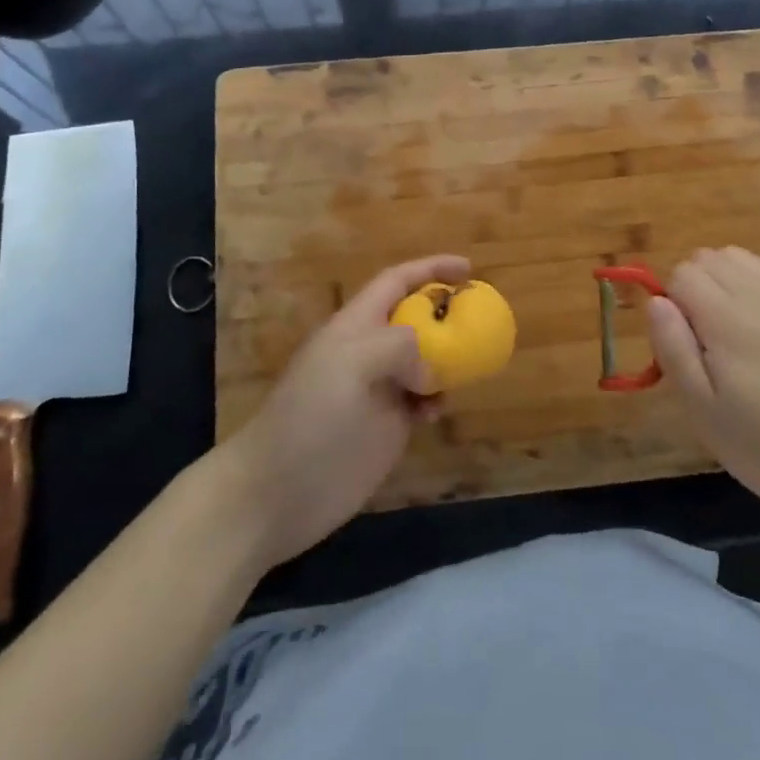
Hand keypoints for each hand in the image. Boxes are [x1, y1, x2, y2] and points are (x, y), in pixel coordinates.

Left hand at [215, 254, 467, 570]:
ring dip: (448, 359)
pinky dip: (438, 398)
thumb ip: (399, 346)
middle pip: (414, 319)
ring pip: (424, 361)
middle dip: (445, 313)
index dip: (431, 269)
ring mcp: (379, 390)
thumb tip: (429, 369)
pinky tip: (439, 410)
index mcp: (356, 325)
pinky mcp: (387, 428)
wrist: (278, 491)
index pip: (397, 281)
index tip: (469, 269)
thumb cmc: (311, 417)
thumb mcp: (351, 363)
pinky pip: (423, 400)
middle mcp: (369, 351)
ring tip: (469, 366)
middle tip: (481, 320)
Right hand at [647, 247, 759, 528]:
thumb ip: (674, 349)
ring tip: (731, 326)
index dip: (672, 305)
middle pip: (708, 258)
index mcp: (728, 320)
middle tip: (704, 342)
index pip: (682, 274)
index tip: (685, 346)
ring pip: (740, 255)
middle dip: (693, 288)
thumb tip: (656, 301)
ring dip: (723, 278)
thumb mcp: (704, 411)